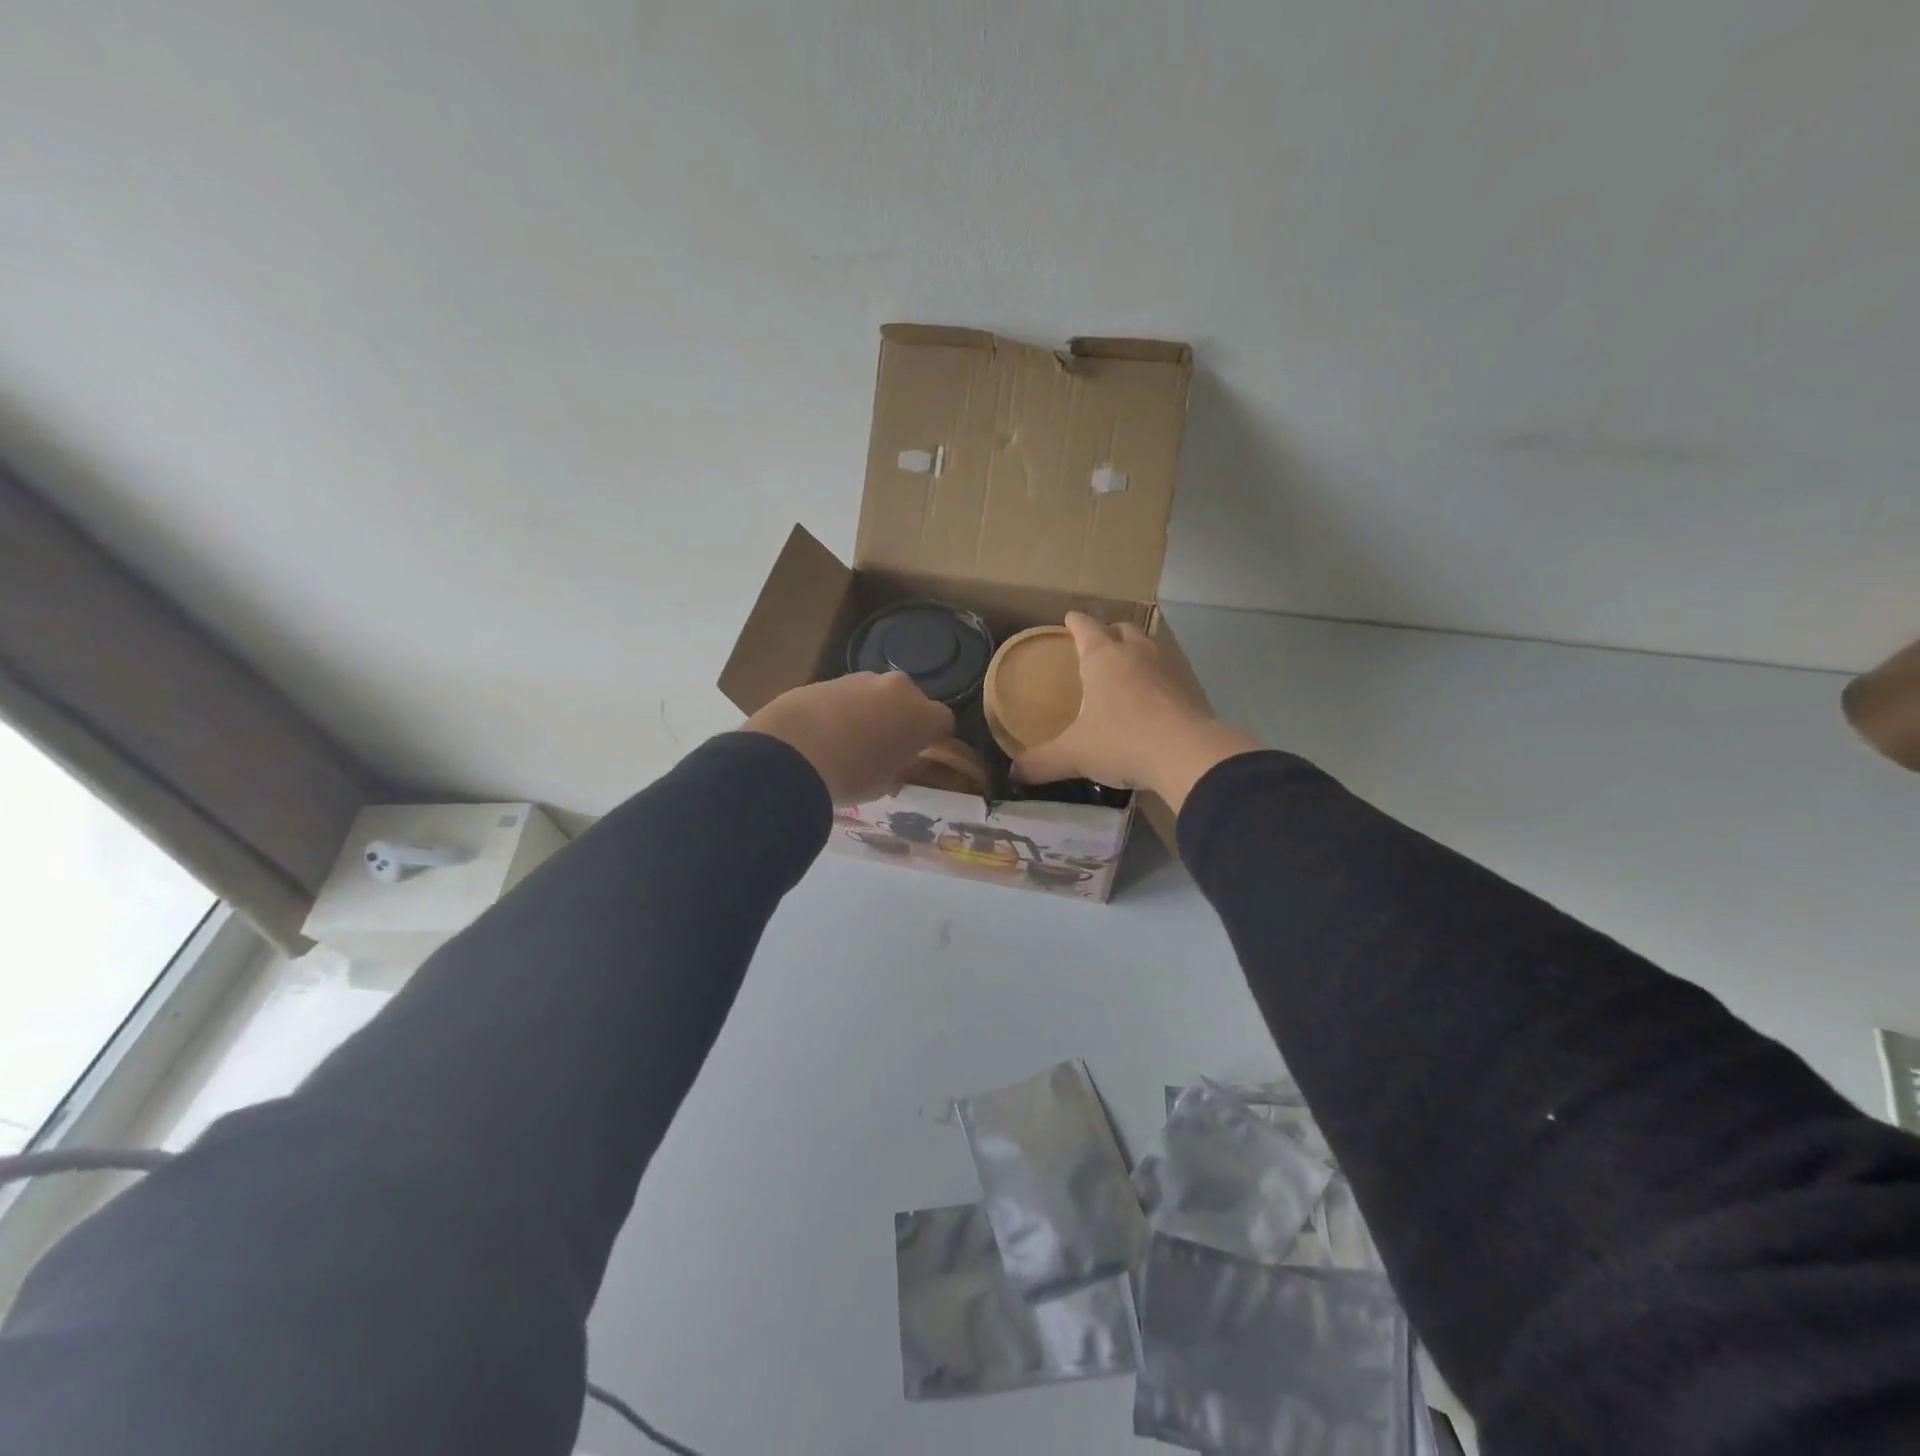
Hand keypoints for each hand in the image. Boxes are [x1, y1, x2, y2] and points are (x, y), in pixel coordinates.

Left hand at [743, 672, 955, 805]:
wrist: (791, 753)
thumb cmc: (852, 776)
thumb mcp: (883, 785)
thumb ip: (898, 770)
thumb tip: (896, 768)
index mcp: (921, 714)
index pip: (943, 722)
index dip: (933, 740)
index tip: (919, 757)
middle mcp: (897, 688)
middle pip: (910, 702)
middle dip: (901, 721)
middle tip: (885, 749)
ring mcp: (860, 679)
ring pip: (876, 695)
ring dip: (870, 713)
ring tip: (848, 743)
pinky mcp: (826, 679)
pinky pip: (845, 696)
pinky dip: (841, 710)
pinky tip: (822, 735)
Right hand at [1012, 613, 1260, 813]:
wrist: (1186, 754)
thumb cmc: (1121, 741)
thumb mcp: (1073, 755)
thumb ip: (1041, 763)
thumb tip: (1015, 774)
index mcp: (1103, 658)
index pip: (1085, 628)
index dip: (1075, 623)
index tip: (1069, 618)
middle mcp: (1136, 653)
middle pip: (1122, 629)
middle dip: (1109, 632)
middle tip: (1098, 644)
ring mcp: (1167, 668)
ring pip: (1150, 647)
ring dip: (1137, 651)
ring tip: (1126, 668)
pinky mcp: (1191, 688)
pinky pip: (1169, 673)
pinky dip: (1157, 678)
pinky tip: (1152, 698)